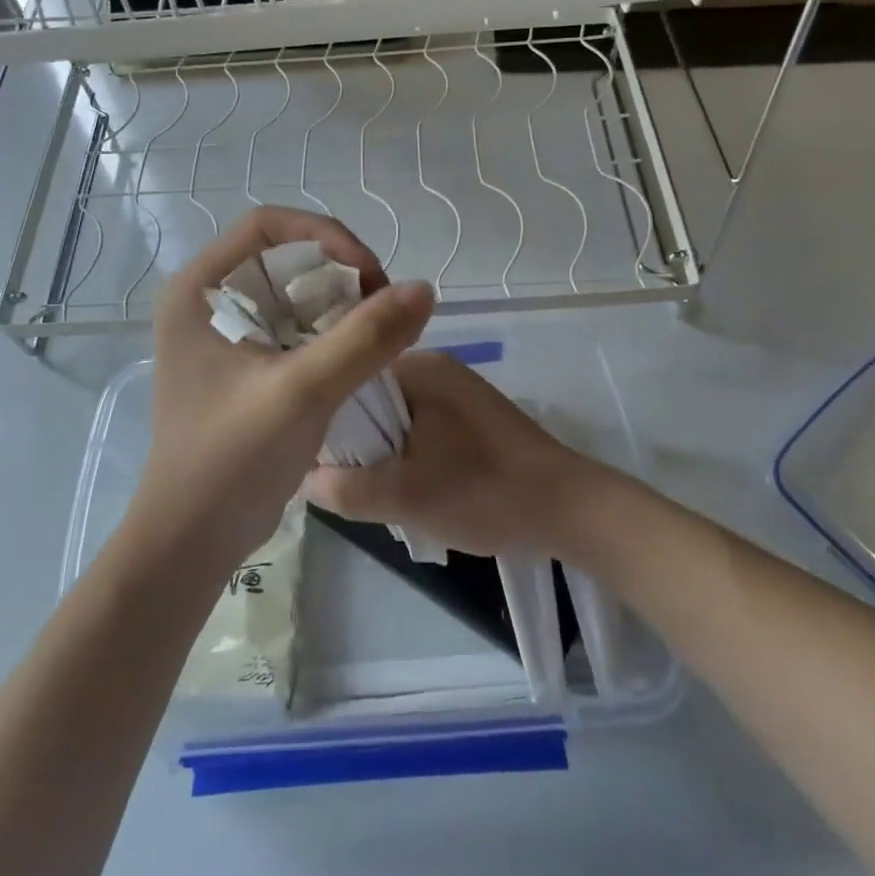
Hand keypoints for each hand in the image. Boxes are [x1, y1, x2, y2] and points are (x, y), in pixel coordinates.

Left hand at [134, 206, 433, 571]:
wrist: (191, 541)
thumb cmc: (231, 461)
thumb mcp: (302, 393)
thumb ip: (365, 338)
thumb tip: (423, 289)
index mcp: (198, 290)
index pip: (268, 226)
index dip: (326, 236)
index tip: (370, 275)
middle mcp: (206, 301)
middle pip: (285, 256)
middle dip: (339, 274)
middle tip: (380, 307)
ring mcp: (223, 334)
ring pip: (294, 292)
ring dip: (339, 305)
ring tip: (375, 334)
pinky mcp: (242, 364)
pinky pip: (294, 326)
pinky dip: (330, 332)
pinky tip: (357, 357)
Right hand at [303, 352, 622, 564]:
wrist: (569, 508)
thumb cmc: (483, 493)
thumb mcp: (403, 497)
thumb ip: (344, 488)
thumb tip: (305, 478)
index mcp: (418, 368)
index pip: (349, 382)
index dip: (327, 424)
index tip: (319, 463)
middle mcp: (437, 367)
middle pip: (372, 401)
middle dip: (359, 443)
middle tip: (351, 486)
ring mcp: (459, 390)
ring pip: (398, 418)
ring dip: (386, 452)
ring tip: (382, 492)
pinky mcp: (475, 415)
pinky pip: (424, 427)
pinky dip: (412, 454)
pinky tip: (415, 486)